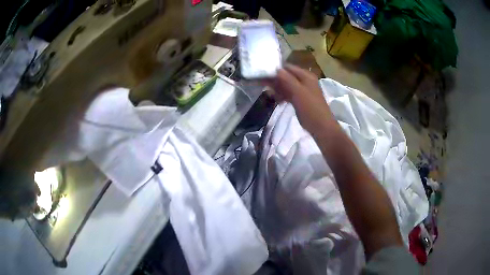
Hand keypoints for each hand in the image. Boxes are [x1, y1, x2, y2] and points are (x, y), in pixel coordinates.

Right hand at [265, 64, 337, 133]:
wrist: (321, 127)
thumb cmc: (311, 109)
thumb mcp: (298, 92)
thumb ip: (287, 79)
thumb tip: (276, 69)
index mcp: (306, 76)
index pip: (288, 67)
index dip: (276, 70)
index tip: (263, 75)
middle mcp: (304, 80)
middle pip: (286, 76)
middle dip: (275, 81)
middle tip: (263, 86)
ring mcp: (303, 91)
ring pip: (287, 86)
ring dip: (278, 89)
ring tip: (270, 95)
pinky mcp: (301, 100)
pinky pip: (289, 94)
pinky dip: (283, 96)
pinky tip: (277, 101)